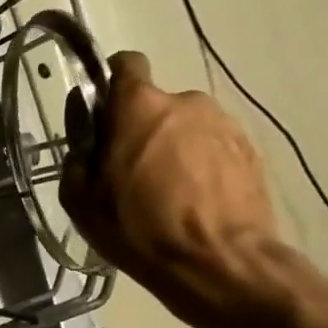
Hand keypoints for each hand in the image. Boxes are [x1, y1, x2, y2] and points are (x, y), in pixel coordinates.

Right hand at [59, 50, 287, 327]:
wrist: (219, 262)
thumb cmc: (139, 228)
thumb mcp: (81, 200)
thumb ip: (78, 156)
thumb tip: (87, 137)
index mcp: (140, 107)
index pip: (126, 64)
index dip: (111, 81)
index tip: (103, 111)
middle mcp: (186, 102)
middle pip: (155, 105)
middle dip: (140, 129)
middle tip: (128, 172)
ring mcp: (224, 125)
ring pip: (185, 127)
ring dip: (172, 148)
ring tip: (164, 193)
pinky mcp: (249, 151)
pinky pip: (212, 148)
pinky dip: (199, 166)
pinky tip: (191, 202)